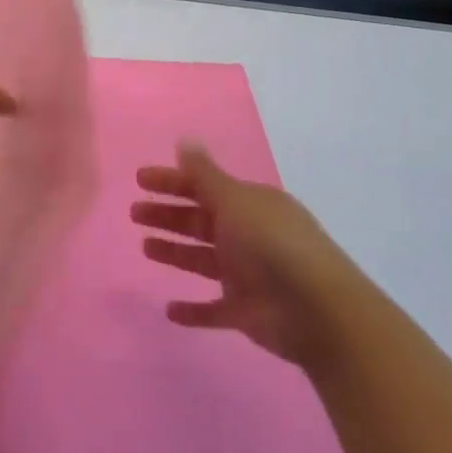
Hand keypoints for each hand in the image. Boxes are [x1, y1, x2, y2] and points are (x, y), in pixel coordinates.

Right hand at [131, 143, 381, 366]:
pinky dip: (194, 311)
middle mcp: (249, 236)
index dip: (172, 182)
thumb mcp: (235, 201)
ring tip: (145, 247)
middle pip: (200, 221)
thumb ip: (205, 175)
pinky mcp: (245, 312)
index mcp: (250, 205)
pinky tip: (170, 310)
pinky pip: (214, 309)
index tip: (140, 180)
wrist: (316, 311)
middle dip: (168, 215)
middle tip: (135, 212)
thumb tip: (184, 140)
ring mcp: (248, 276)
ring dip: (175, 253)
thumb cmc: (271, 245)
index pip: (205, 187)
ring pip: (203, 260)